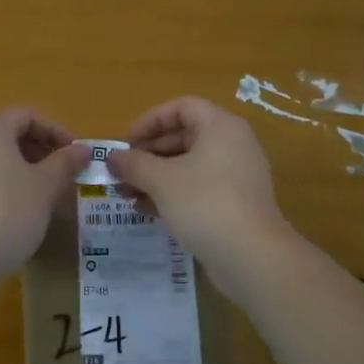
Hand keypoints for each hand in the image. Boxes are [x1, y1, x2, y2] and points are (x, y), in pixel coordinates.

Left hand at [0, 109, 88, 289]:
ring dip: (23, 170)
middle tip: (63, 175)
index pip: (27, 116)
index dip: (56, 130)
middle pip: (9, 134)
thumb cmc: (6, 215)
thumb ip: (65, 163)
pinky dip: (3, 185)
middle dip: (41, 151)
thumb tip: (83, 149)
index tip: (75, 154)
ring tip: (44, 195)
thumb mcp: (45, 187)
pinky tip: (17, 213)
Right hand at [106, 97, 292, 291]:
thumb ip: (134, 164)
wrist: (252, 256)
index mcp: (221, 126)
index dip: (150, 120)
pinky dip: (173, 192)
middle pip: (185, 136)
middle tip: (123, 170)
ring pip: (189, 165)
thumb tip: (112, 157)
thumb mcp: (161, 180)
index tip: (127, 142)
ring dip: (156, 175)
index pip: (181, 107)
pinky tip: (147, 209)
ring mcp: (237, 175)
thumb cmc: (204, 204)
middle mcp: (233, 144)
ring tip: (126, 193)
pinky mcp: (236, 203)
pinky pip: (199, 187)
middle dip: (149, 153)